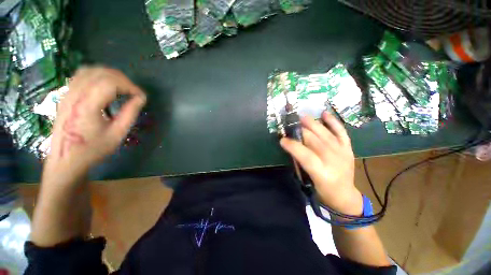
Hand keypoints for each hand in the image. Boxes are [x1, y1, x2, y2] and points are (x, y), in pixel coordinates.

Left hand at [43, 67, 145, 184]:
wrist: (66, 159)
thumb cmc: (93, 149)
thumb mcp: (117, 134)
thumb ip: (130, 113)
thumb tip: (141, 98)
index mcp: (87, 105)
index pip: (111, 83)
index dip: (130, 86)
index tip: (141, 97)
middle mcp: (75, 94)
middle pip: (102, 73)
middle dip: (123, 80)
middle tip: (134, 93)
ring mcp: (68, 93)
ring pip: (91, 70)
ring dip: (110, 75)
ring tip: (122, 87)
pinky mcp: (66, 95)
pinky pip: (82, 75)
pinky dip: (98, 75)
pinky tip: (106, 86)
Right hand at [280, 112, 362, 215]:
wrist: (344, 195)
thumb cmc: (323, 190)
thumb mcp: (308, 180)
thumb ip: (300, 163)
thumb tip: (291, 147)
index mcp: (322, 173)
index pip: (305, 156)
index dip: (293, 146)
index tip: (282, 139)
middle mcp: (333, 161)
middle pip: (315, 141)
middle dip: (301, 131)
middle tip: (290, 125)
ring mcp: (342, 153)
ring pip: (326, 134)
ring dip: (313, 124)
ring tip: (302, 117)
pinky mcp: (348, 148)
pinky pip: (341, 132)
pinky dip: (333, 122)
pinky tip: (324, 114)